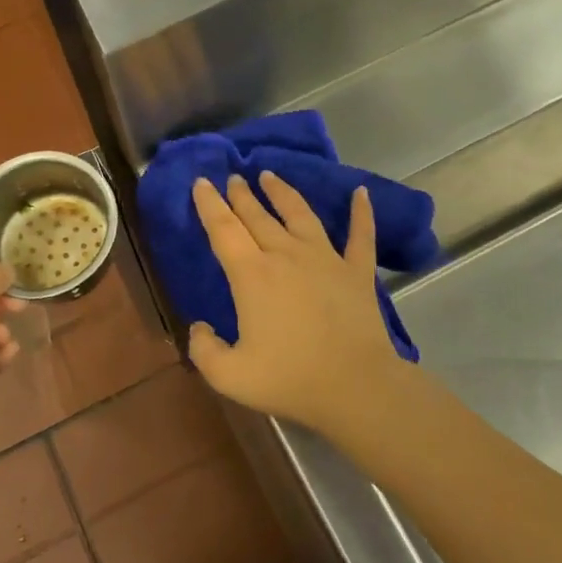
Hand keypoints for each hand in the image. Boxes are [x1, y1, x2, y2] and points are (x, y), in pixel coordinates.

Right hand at [187, 173, 407, 434]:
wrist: (355, 386)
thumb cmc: (289, 379)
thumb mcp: (229, 375)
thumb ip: (204, 349)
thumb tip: (200, 327)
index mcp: (252, 275)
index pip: (224, 230)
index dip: (209, 204)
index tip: (201, 182)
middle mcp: (286, 255)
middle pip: (258, 217)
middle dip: (242, 194)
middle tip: (233, 177)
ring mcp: (326, 259)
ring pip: (300, 214)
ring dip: (283, 193)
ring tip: (270, 175)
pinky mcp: (357, 271)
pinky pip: (360, 234)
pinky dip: (362, 212)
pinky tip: (361, 193)